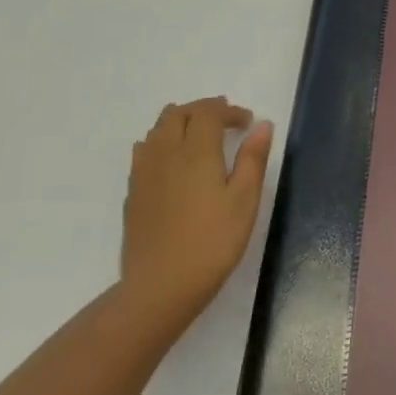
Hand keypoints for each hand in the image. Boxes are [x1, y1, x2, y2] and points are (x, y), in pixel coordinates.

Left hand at [120, 97, 273, 321]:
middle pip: (177, 114)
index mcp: (196, 152)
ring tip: (199, 135)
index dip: (228, 110)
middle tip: (225, 122)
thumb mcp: (245, 200)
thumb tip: (262, 125)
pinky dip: (161, 142)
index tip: (247, 122)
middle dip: (202, 110)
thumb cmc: (214, 241)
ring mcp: (144, 173)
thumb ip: (253, 159)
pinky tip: (172, 161)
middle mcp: (165, 154)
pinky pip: (144, 152)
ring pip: (156, 130)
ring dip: (179, 122)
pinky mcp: (133, 193)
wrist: (162, 285)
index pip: (207, 113)